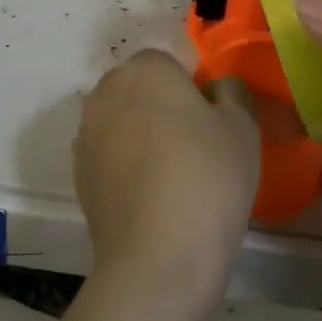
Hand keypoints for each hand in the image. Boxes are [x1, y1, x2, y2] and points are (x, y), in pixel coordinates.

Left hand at [73, 50, 261, 311]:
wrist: (158, 256)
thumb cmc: (207, 177)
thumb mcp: (242, 127)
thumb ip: (232, 92)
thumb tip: (218, 88)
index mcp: (145, 69)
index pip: (168, 64)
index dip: (191, 91)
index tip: (210, 125)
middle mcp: (106, 91)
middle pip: (139, 89)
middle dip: (161, 108)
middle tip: (194, 148)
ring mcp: (86, 134)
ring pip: (121, 122)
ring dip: (140, 137)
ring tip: (172, 179)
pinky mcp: (78, 174)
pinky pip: (108, 156)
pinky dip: (125, 168)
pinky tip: (149, 200)